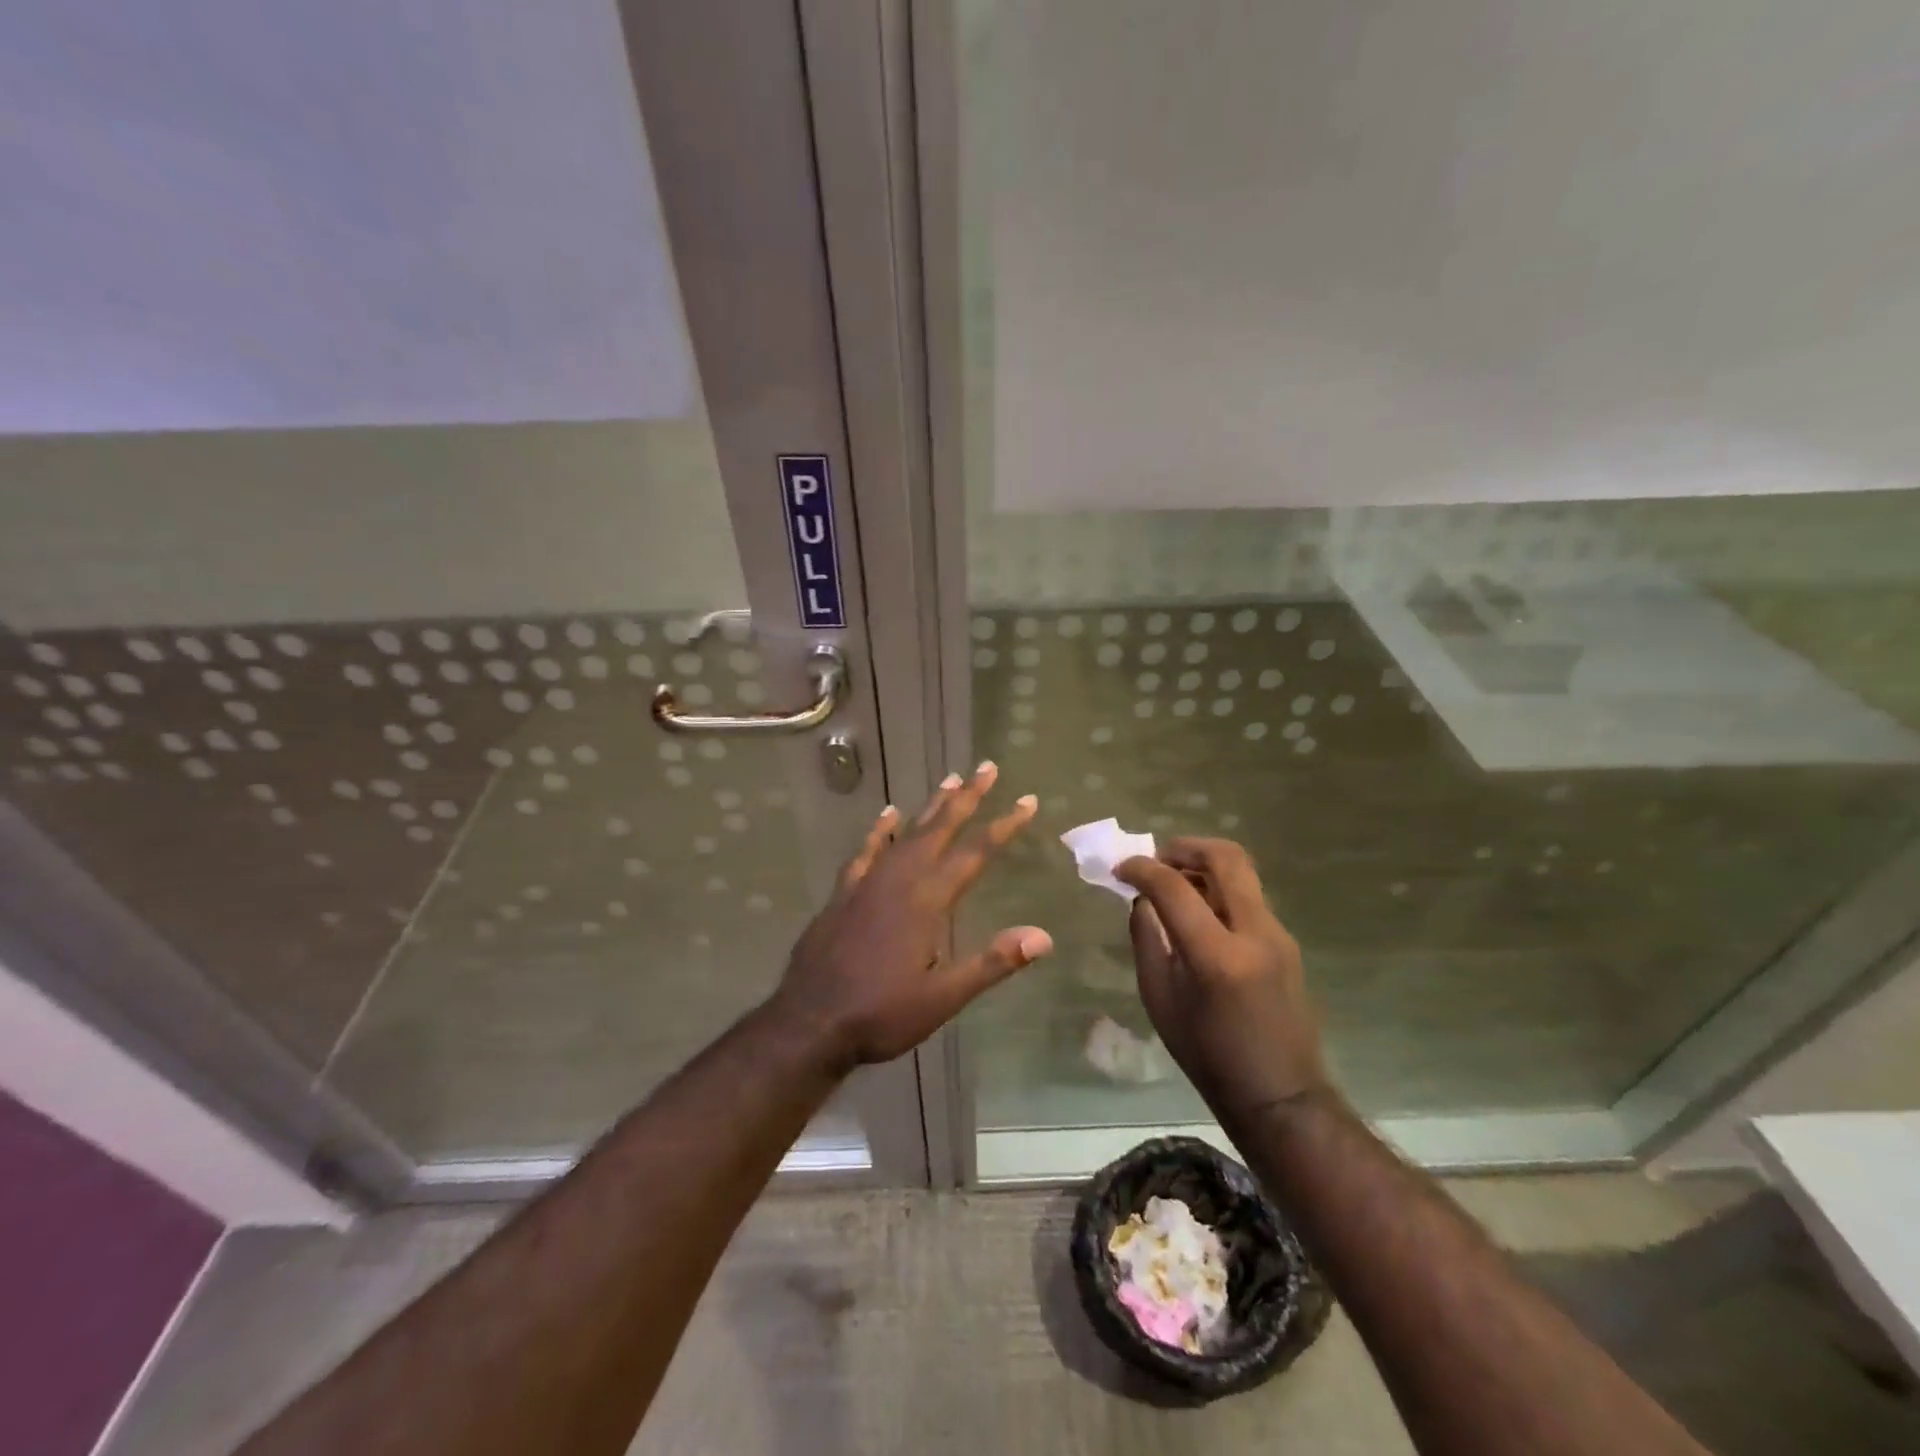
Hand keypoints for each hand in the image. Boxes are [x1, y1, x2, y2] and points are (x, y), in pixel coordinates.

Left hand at [769, 762, 1051, 1073]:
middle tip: (986, 767)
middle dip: (967, 797)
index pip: (975, 853)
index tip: (1027, 801)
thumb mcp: (943, 997)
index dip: (1004, 825)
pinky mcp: (844, 892)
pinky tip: (887, 815)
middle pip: (940, 828)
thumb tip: (1043, 936)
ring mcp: (868, 881)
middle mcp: (900, 879)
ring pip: (906, 832)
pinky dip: (879, 830)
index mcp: (928, 900)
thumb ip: (992, 963)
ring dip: (930, 806)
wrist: (811, 1021)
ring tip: (950, 780)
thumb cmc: (882, 1013)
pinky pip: (866, 850)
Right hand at [1115, 838, 1327, 1120]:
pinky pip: (1248, 896)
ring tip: (1173, 884)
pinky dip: (1219, 888)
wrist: (1280, 1095)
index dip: (1142, 869)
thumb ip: (1147, 941)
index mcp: (1217, 956)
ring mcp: (1278, 935)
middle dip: (1184, 847)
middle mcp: (1255, 933)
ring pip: (1241, 873)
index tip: (1121, 869)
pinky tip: (1198, 912)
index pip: (1174, 887)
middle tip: (1156, 859)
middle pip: (1226, 858)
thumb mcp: (1160, 1000)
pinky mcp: (1286, 941)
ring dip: (1203, 866)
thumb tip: (1141, 900)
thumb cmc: (1209, 1056)